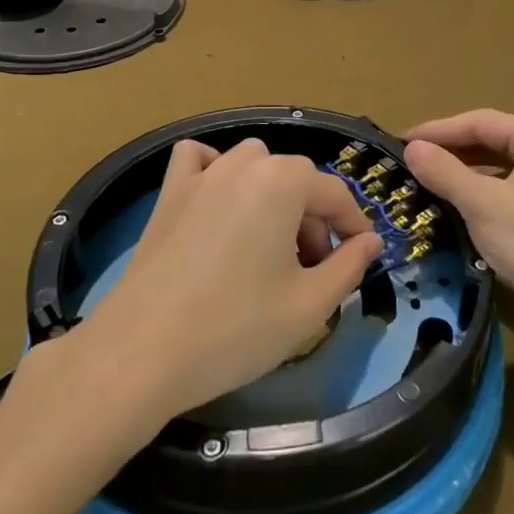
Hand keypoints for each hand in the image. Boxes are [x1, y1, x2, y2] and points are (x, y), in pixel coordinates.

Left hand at [68, 138, 384, 424]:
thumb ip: (349, 266)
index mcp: (283, 182)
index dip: (354, 226)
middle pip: (295, 178)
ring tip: (270, 244)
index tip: (360, 258)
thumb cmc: (236, 328)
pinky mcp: (168, 195)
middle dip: (313, 217)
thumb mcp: (309, 306)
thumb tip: (371, 241)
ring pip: (252, 164)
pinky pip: (198, 161)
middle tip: (312, 269)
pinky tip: (219, 203)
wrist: (141, 352)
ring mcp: (201, 176)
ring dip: (272, 194)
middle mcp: (243, 165)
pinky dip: (215, 170)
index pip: (335, 193)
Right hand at [404, 109, 513, 337]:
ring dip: (463, 170)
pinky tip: (460, 204)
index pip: (479, 121)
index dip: (437, 130)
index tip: (400, 142)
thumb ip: (445, 172)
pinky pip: (509, 185)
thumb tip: (412, 148)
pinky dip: (482, 190)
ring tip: (428, 180)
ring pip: (499, 164)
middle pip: (491, 139)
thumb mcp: (484, 206)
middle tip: (410, 162)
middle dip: (450, 149)